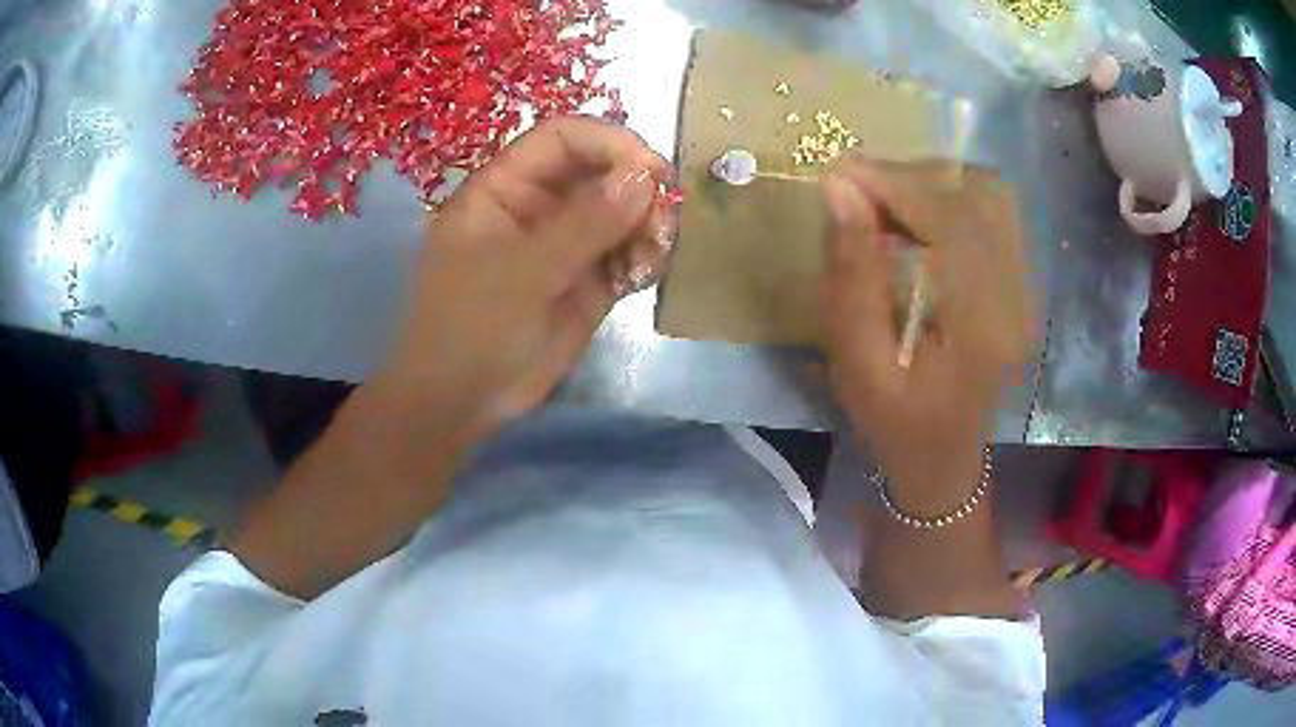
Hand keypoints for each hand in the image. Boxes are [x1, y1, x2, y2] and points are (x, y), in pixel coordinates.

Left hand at [377, 116, 672, 448]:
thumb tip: (644, 178)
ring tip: (652, 256)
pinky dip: (644, 257)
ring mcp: (565, 243)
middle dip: (638, 187)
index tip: (652, 171)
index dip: (610, 143)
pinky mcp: (587, 280)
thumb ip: (583, 224)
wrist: (461, 402)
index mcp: (504, 187)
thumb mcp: (520, 273)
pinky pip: (627, 253)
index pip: (562, 138)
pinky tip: (643, 275)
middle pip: (601, 170)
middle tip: (665, 219)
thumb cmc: (469, 328)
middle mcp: (538, 206)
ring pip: (622, 212)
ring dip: (648, 225)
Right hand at [820, 158, 1033, 514]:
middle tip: (857, 194)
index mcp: (982, 326)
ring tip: (884, 206)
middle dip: (910, 178)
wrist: (944, 460)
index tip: (839, 173)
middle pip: (976, 193)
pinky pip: (991, 211)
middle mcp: (1017, 295)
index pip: (950, 219)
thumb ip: (853, 277)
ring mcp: (1025, 285)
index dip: (895, 183)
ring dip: (932, 184)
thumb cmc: (896, 426)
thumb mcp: (859, 367)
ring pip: (988, 194)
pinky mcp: (1019, 280)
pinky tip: (915, 222)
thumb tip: (838, 190)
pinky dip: (948, 198)